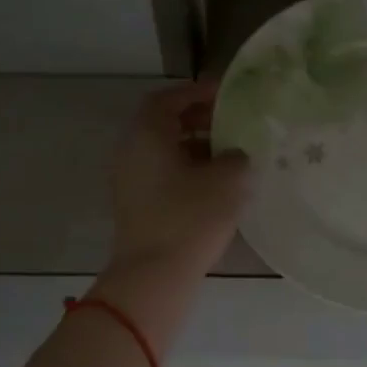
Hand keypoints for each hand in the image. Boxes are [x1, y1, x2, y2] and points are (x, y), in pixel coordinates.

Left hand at [107, 81, 250, 279]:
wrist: (155, 274)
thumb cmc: (190, 217)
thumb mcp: (228, 180)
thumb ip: (237, 156)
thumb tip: (235, 155)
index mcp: (147, 134)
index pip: (169, 98)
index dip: (198, 91)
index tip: (227, 94)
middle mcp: (131, 150)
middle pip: (164, 123)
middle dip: (198, 119)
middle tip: (231, 122)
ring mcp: (130, 179)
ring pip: (164, 150)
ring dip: (195, 145)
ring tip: (230, 153)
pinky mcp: (136, 204)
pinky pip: (163, 173)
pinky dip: (187, 168)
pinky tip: (215, 182)